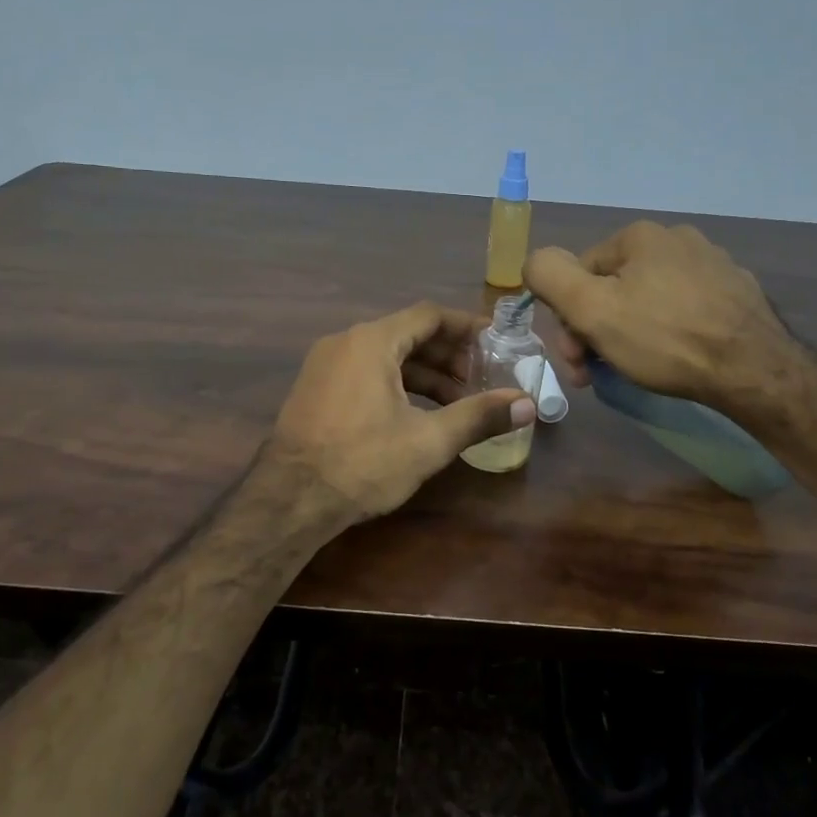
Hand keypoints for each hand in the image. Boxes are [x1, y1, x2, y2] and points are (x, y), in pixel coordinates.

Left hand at [269, 301, 534, 523]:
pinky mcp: (316, 388)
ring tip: (457, 403)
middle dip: (449, 356)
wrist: (288, 500)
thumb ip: (479, 416)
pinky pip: (366, 371)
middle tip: (481, 379)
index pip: (429, 316)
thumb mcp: (428, 441)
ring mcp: (326, 364)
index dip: (466, 327)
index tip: (496, 343)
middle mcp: (346, 342)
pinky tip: (417, 413)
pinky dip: (397, 383)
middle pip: (408, 334)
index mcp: (372, 341)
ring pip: (387, 356)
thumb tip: (528, 404)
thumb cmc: (362, 463)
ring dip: (424, 374)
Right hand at [524, 221, 794, 408]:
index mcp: (640, 235)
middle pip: (614, 287)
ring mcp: (713, 264)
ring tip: (638, 369)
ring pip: (649, 300)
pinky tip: (677, 358)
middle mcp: (678, 238)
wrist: (755, 371)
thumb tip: (534, 262)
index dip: (570, 319)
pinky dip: (671, 332)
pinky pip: (685, 309)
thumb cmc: (665, 339)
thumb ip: (550, 276)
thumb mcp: (591, 309)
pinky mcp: (738, 293)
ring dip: (631, 333)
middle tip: (599, 373)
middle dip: (598, 330)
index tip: (577, 361)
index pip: (580, 274)